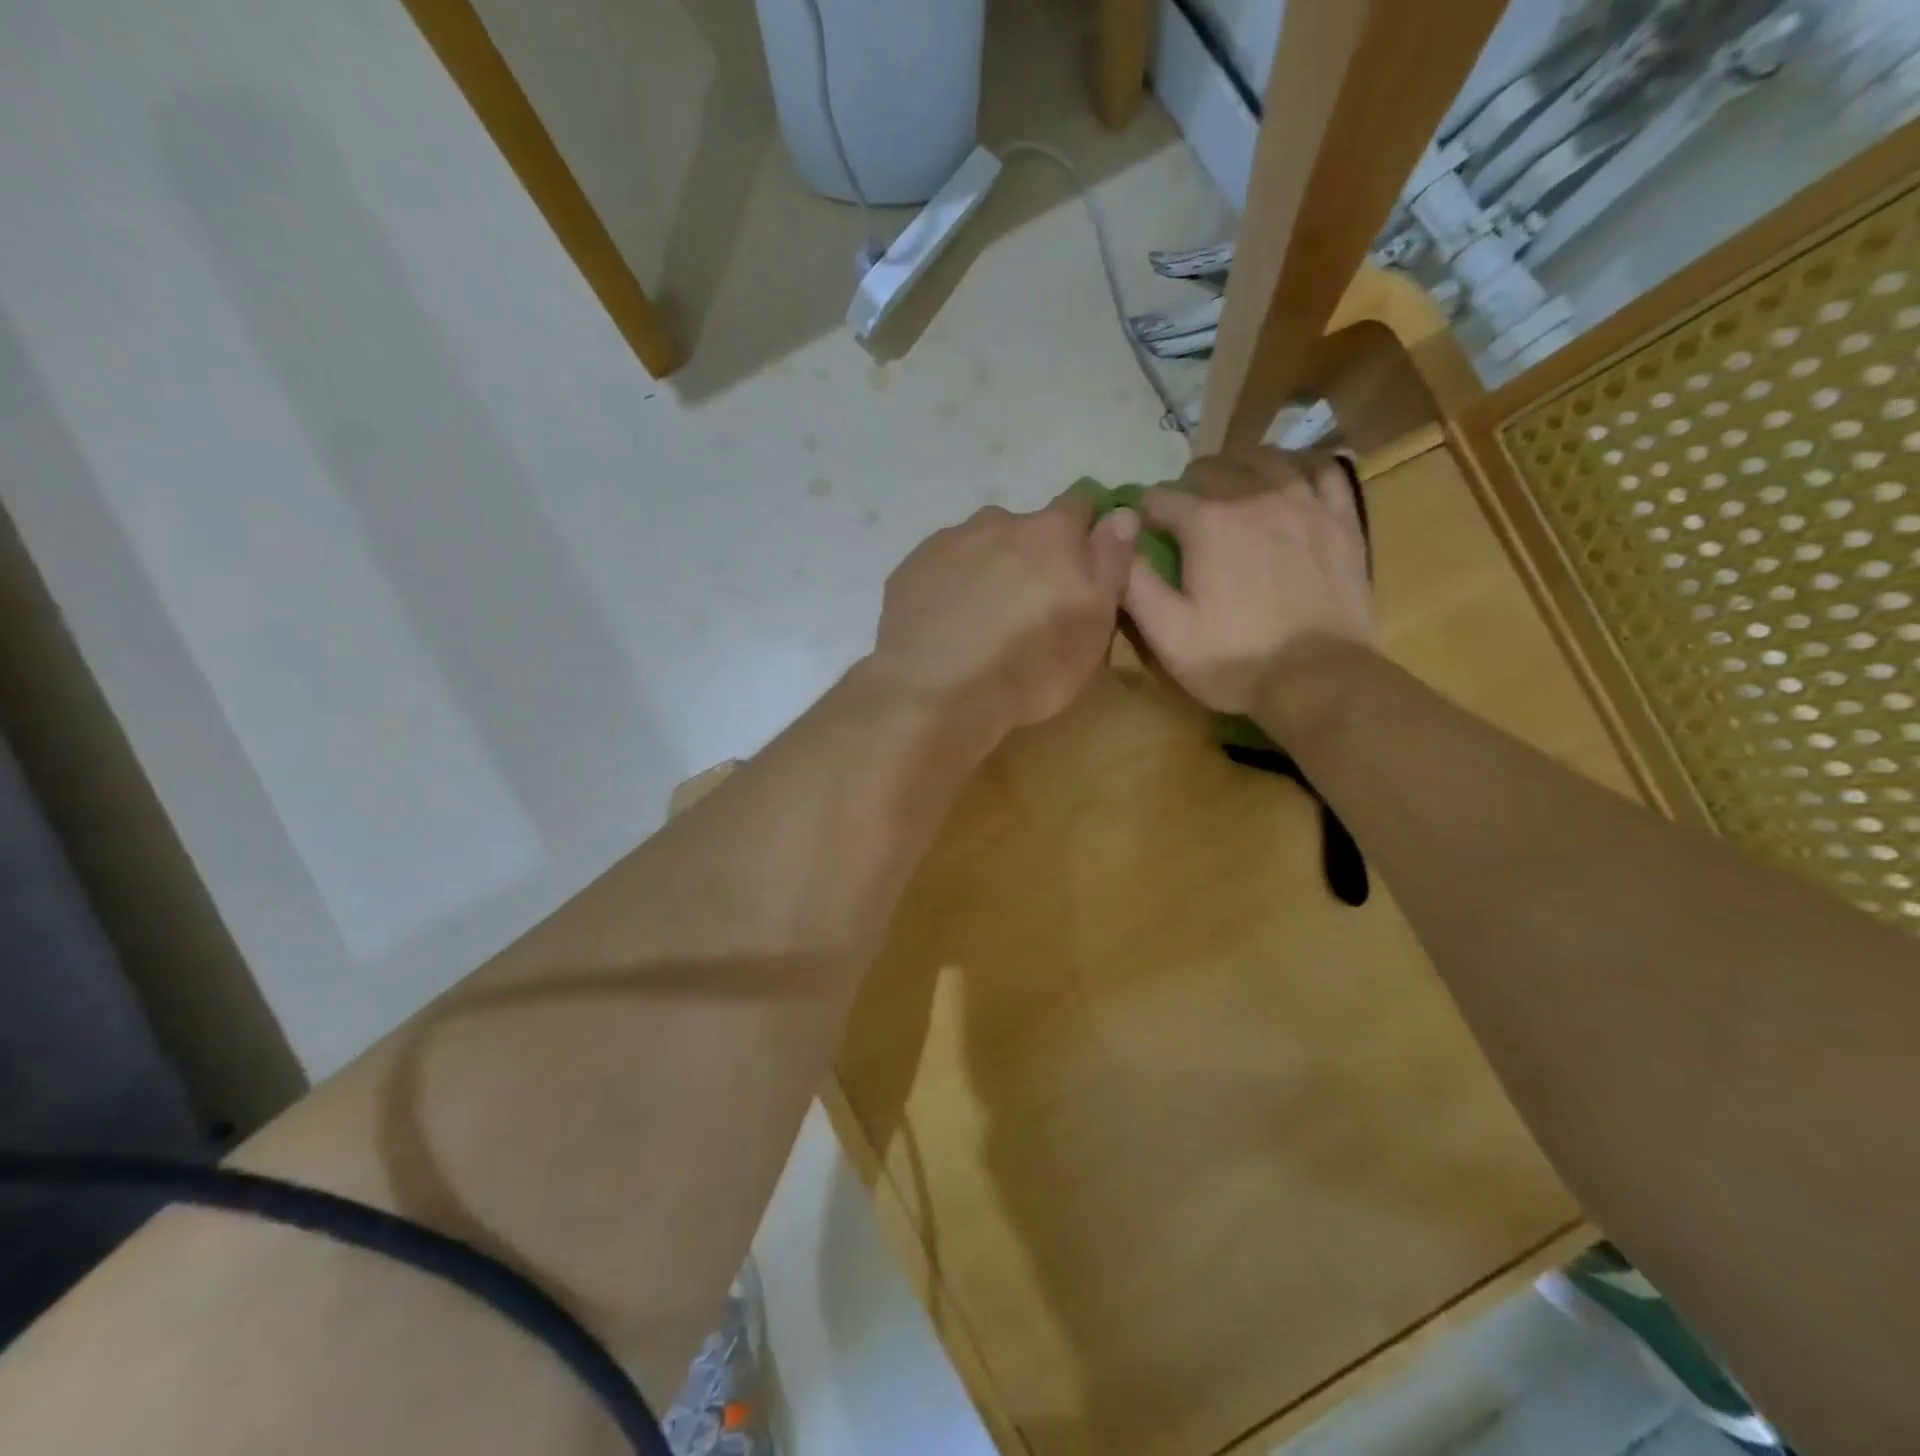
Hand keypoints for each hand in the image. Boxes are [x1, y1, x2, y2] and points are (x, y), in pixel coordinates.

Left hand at [868, 492, 1139, 738]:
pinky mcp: (908, 570)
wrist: (935, 692)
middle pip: (1025, 528)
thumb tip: (1122, 514)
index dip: (1086, 529)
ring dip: (988, 569)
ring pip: (979, 546)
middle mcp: (998, 521)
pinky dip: (949, 587)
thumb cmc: (1030, 664)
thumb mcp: (1094, 623)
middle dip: (1032, 556)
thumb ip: (1111, 562)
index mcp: (1051, 532)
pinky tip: (946, 626)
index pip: (1081, 504)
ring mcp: (947, 543)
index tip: (1084, 563)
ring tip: (982, 620)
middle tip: (1029, 607)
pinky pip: (940, 569)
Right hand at [1124, 448, 1372, 714]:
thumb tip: (1116, 536)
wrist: (1317, 679)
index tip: (1145, 532)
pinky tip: (1292, 485)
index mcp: (1207, 522)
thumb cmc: (1233, 659)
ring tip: (1234, 490)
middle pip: (1213, 468)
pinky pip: (1323, 471)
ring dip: (1241, 469)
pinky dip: (1301, 470)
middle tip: (1186, 516)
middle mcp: (1255, 496)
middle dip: (1190, 486)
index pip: (1161, 497)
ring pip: (1267, 459)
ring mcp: (1305, 503)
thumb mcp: (1165, 631)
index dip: (1145, 513)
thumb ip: (1133, 580)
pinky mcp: (1341, 519)